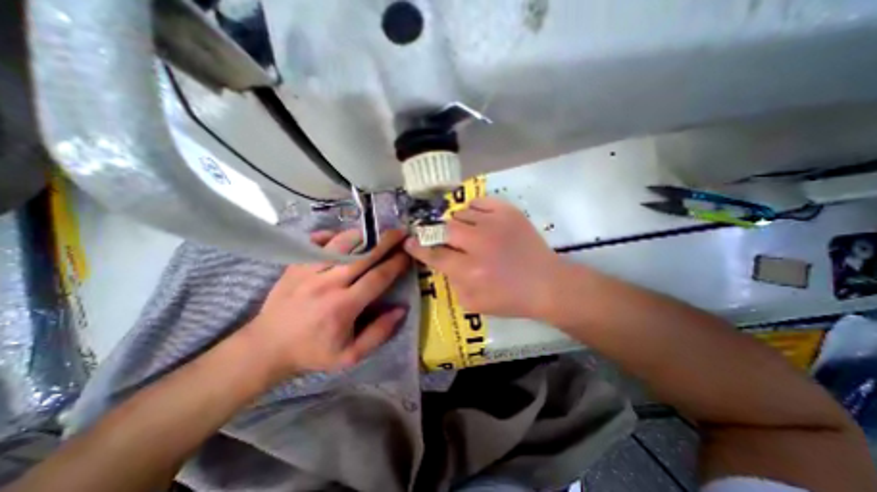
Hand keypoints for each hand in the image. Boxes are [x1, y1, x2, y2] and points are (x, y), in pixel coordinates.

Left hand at [243, 228, 410, 377]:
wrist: (266, 348)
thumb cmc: (313, 352)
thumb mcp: (350, 355)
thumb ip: (379, 333)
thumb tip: (401, 309)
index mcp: (343, 306)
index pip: (377, 278)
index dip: (396, 264)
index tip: (408, 254)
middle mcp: (328, 283)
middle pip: (363, 255)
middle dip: (386, 242)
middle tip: (400, 232)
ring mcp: (309, 271)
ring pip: (341, 244)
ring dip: (362, 235)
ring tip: (375, 232)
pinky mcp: (295, 265)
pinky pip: (316, 242)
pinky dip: (331, 235)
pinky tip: (341, 237)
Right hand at [404, 196, 560, 318]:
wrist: (547, 283)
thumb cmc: (510, 299)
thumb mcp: (473, 303)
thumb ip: (451, 283)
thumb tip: (443, 263)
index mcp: (469, 271)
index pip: (434, 254)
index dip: (418, 248)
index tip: (409, 242)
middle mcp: (478, 243)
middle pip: (444, 229)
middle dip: (437, 234)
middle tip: (442, 238)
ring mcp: (494, 224)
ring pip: (460, 214)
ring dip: (457, 224)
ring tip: (465, 232)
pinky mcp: (508, 212)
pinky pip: (479, 201)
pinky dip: (473, 209)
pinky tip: (478, 220)